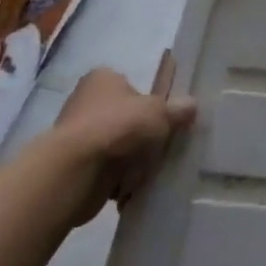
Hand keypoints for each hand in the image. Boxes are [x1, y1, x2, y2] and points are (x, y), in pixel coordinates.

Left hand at [48, 52, 195, 225]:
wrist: (77, 172)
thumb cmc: (120, 127)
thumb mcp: (160, 112)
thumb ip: (178, 109)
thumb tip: (191, 105)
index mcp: (103, 79)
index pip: (131, 85)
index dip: (151, 101)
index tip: (166, 117)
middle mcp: (85, 103)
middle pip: (125, 118)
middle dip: (143, 134)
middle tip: (164, 144)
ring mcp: (77, 136)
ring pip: (117, 146)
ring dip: (132, 159)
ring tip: (152, 168)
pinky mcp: (74, 167)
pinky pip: (106, 171)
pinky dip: (119, 179)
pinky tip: (135, 186)